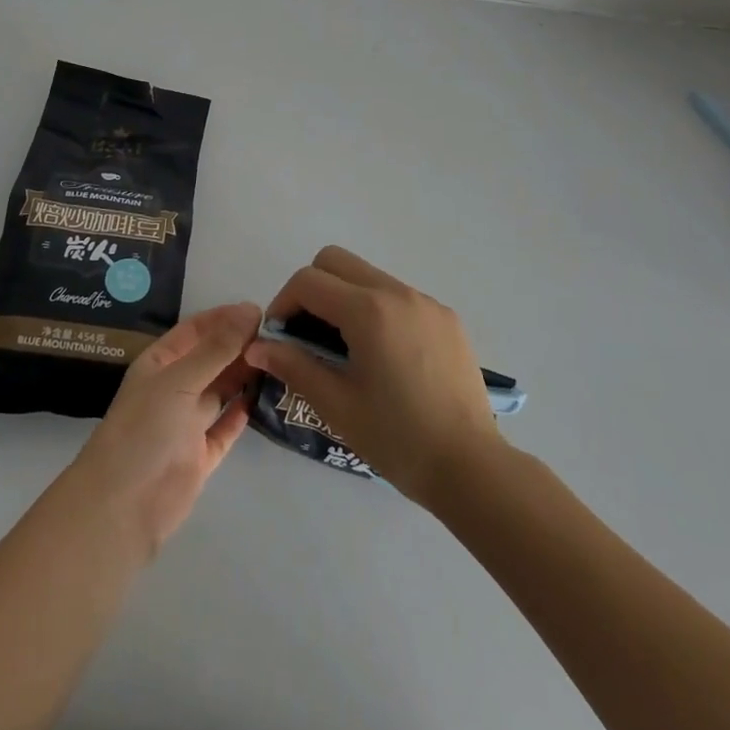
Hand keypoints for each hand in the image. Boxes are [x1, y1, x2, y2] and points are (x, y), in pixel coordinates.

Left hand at [70, 302, 260, 553]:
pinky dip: (242, 413)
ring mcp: (187, 423)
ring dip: (245, 376)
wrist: (123, 507)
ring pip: (221, 391)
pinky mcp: (201, 456)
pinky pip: (225, 427)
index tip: (260, 311)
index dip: (224, 318)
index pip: (195, 330)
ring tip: (279, 361)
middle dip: (239, 346)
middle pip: (211, 359)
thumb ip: (217, 348)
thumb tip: (251, 311)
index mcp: (160, 364)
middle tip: (278, 337)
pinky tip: (263, 397)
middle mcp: (174, 388)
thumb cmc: (145, 430)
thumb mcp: (180, 380)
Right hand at [244, 247, 501, 505]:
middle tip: (306, 334)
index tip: (279, 338)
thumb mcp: (336, 405)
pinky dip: (376, 309)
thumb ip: (294, 366)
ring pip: (368, 275)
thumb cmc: (398, 439)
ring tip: (344, 347)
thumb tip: (257, 345)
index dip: (283, 303)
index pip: (308, 281)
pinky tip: (383, 356)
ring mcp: (426, 302)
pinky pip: (398, 296)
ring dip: (344, 297)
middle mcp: (397, 292)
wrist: (472, 468)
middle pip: (336, 261)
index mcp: (368, 310)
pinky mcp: (446, 317)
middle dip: (311, 288)